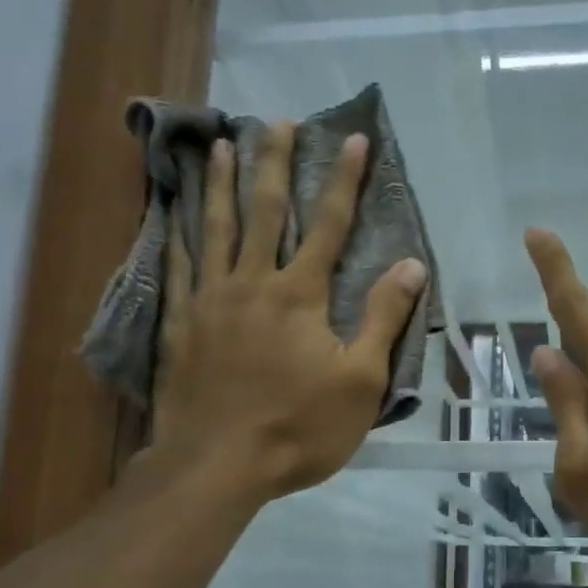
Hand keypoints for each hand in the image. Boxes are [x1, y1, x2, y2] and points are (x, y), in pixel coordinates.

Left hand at [139, 122, 426, 504]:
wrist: (217, 466)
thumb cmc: (299, 428)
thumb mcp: (360, 380)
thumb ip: (383, 318)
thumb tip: (413, 265)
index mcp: (300, 295)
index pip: (329, 225)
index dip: (344, 181)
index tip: (353, 140)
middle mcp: (252, 283)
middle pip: (265, 212)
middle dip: (275, 164)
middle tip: (275, 121)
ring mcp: (210, 302)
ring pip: (214, 229)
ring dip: (219, 185)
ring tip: (219, 146)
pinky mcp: (180, 325)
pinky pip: (178, 269)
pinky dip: (178, 237)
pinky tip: (174, 217)